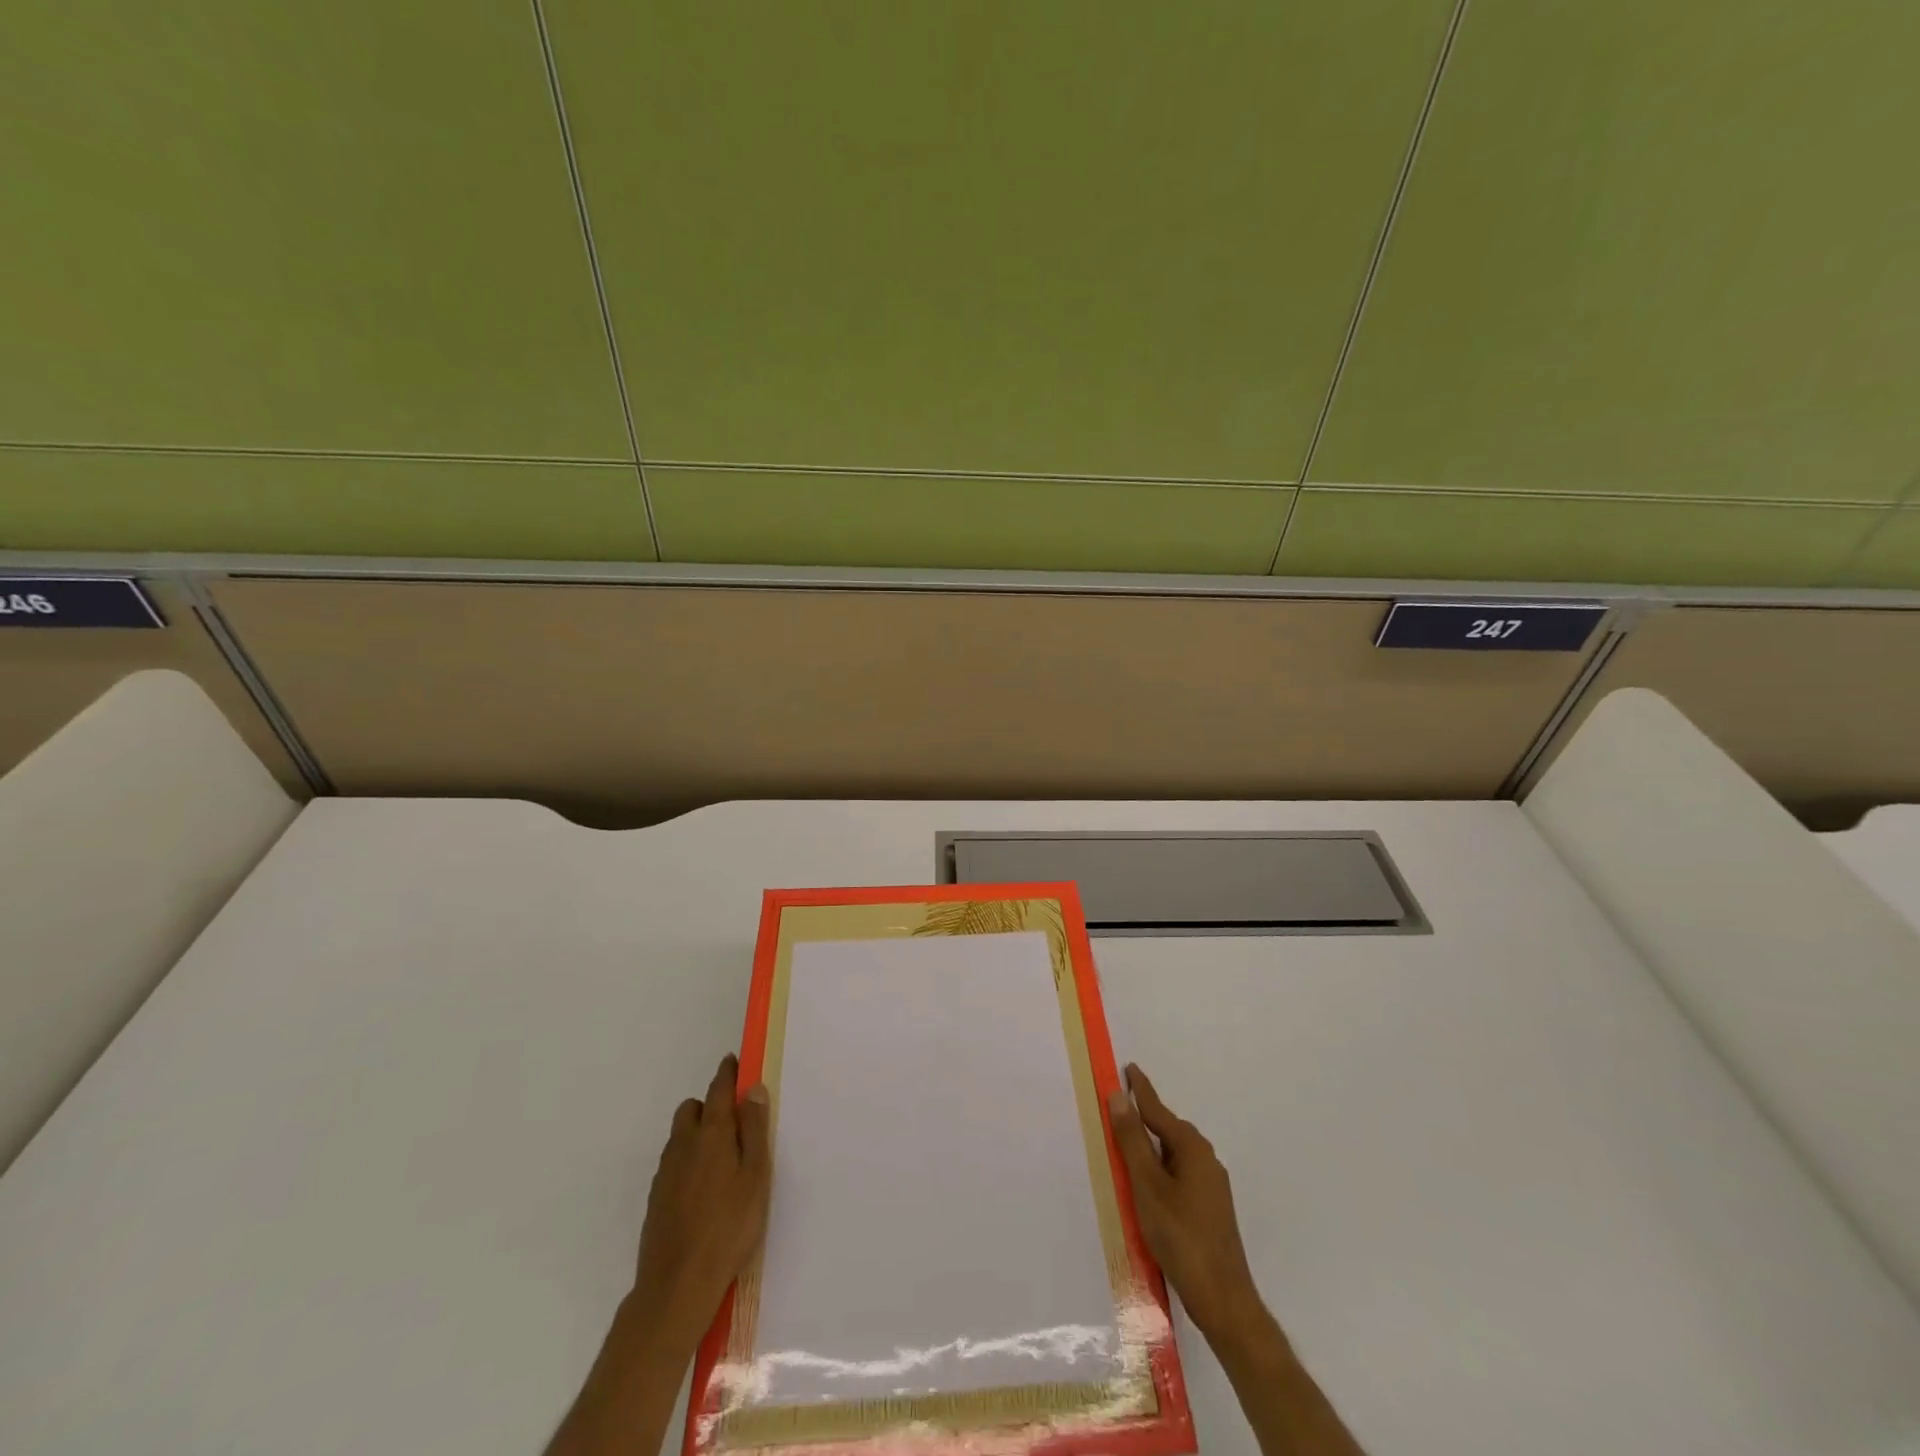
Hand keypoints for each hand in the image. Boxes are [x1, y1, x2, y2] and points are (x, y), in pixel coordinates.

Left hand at [631, 1054, 772, 1356]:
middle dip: (710, 1104)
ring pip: (680, 1135)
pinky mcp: (655, 1198)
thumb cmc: (729, 1227)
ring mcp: (665, 1172)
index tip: (734, 1062)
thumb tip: (753, 1089)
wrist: (676, 1286)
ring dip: (698, 1131)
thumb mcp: (756, 1176)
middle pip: (692, 1108)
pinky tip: (702, 1187)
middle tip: (734, 1122)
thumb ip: (755, 1130)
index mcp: (712, 1134)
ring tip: (721, 1157)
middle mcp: (684, 1144)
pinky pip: (673, 1161)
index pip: (719, 1089)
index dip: (728, 1073)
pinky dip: (687, 1159)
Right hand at [1107, 1063, 1259, 1340]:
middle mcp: (1206, 1160)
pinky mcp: (1211, 1209)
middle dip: (1144, 1120)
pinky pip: (1179, 1175)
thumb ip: (1131, 1140)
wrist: (1223, 1300)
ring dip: (1151, 1150)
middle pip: (1168, 1130)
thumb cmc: (1181, 1236)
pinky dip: (1160, 1172)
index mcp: (1192, 1148)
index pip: (1158, 1110)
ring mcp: (1211, 1186)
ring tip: (1126, 1153)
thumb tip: (1118, 1096)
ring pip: (1174, 1156)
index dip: (1140, 1090)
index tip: (1128, 1068)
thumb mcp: (1147, 1185)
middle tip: (1117, 1114)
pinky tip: (1148, 1189)